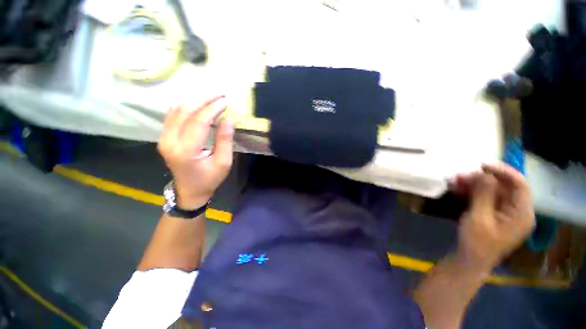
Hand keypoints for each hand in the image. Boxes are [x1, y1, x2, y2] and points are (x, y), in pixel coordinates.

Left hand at [158, 96, 233, 208]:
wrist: (189, 190)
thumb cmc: (209, 179)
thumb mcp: (223, 162)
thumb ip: (225, 140)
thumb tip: (229, 119)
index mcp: (186, 151)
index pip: (198, 122)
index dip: (212, 109)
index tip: (225, 101)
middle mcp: (169, 141)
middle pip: (184, 111)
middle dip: (203, 99)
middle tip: (220, 93)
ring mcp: (164, 138)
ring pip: (176, 110)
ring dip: (194, 99)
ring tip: (211, 95)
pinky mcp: (164, 137)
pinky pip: (172, 115)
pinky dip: (185, 105)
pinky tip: (196, 102)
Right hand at [451, 163, 534, 271]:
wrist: (470, 259)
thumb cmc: (477, 242)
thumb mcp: (479, 218)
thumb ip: (484, 195)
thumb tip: (485, 174)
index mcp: (522, 213)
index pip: (519, 184)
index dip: (503, 172)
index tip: (481, 165)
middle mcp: (517, 210)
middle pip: (503, 186)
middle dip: (481, 179)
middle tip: (459, 176)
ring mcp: (505, 212)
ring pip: (492, 190)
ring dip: (473, 184)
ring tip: (453, 181)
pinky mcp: (493, 213)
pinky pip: (484, 197)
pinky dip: (471, 191)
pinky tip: (456, 189)